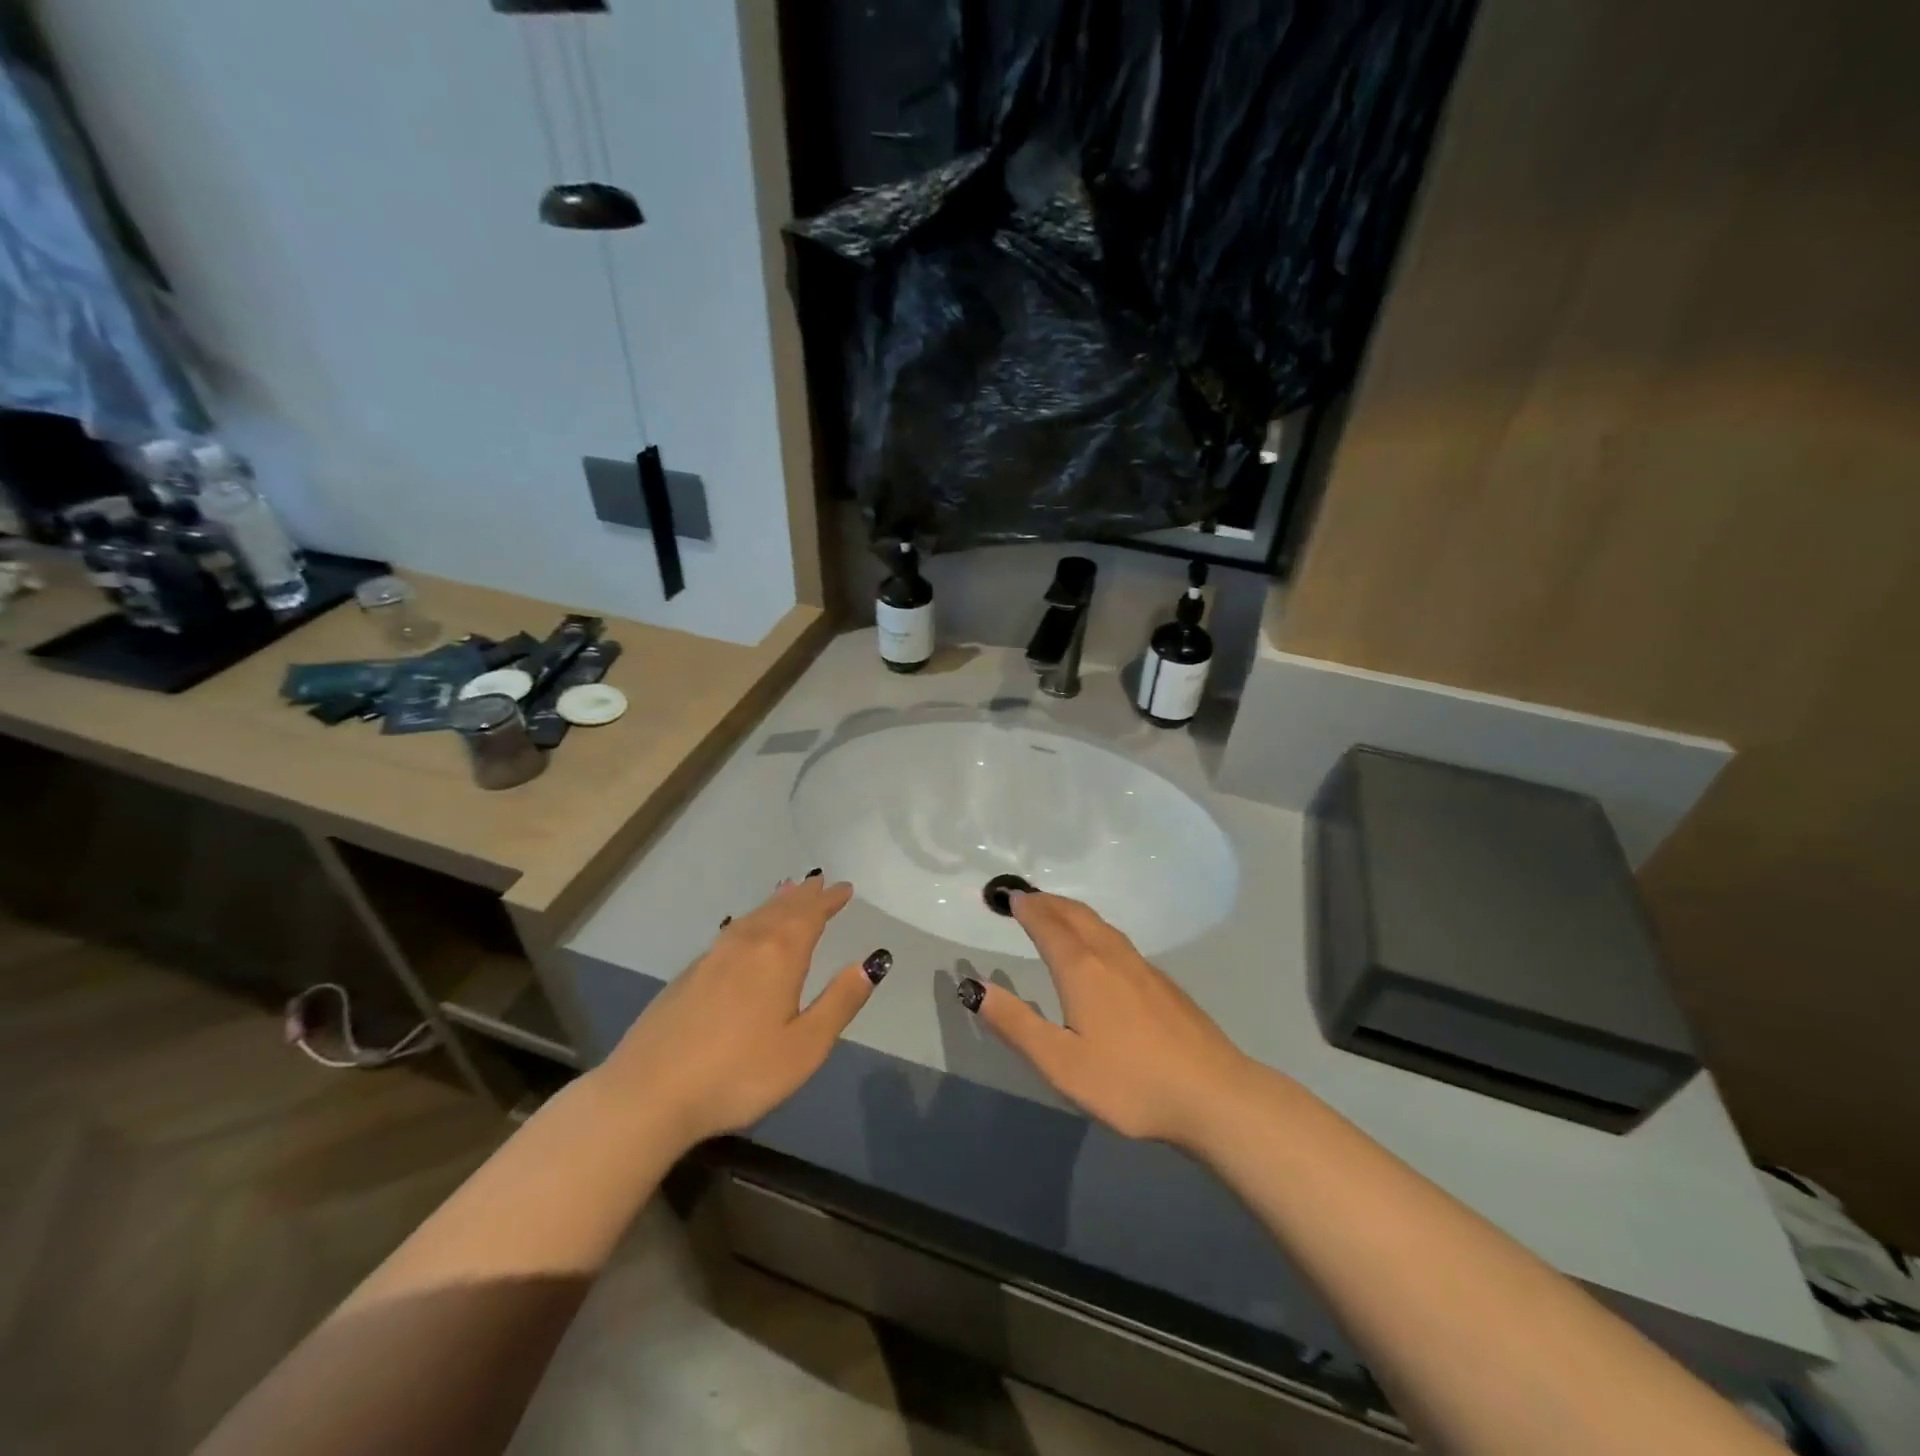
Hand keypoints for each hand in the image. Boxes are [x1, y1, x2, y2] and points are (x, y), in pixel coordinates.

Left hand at [597, 874, 889, 1151]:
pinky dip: (749, 921)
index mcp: (778, 956)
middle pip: (780, 910)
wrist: (649, 1093)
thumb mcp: (804, 1047)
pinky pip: (731, 932)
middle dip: (803, 896)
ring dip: (775, 904)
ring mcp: (711, 958)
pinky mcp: (688, 976)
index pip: (810, 916)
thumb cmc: (738, 1073)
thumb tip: (870, 962)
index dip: (828, 900)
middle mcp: (746, 945)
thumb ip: (839, 1002)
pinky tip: (744, 932)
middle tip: (818, 882)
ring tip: (786, 893)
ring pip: (752, 918)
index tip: (845, 888)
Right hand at [963, 891, 1255, 1149]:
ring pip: (1100, 925)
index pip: (1048, 925)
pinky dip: (1094, 929)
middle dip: (1047, 902)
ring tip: (1055, 914)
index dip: (1026, 908)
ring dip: (1072, 912)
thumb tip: (973, 986)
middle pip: (1075, 915)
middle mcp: (1111, 956)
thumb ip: (1015, 1023)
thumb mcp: (1060, 1063)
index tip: (1007, 896)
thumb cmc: (1129, 1082)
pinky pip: (1118, 939)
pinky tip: (1099, 949)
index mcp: (1082, 970)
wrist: (1213, 1095)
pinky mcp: (1163, 983)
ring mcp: (1143, 967)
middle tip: (1025, 898)